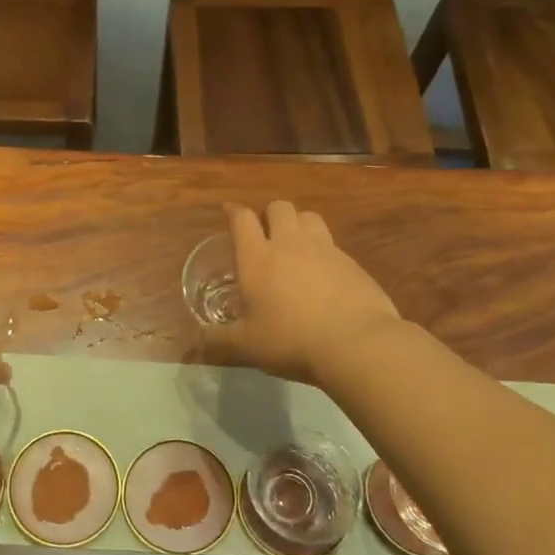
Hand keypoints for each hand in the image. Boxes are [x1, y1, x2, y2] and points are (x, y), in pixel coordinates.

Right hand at [203, 201, 404, 386]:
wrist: (356, 344)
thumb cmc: (290, 341)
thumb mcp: (246, 347)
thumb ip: (218, 341)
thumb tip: (198, 342)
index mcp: (257, 258)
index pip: (242, 219)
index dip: (234, 212)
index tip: (230, 213)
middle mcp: (290, 244)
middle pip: (279, 207)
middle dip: (270, 215)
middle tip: (266, 235)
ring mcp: (325, 249)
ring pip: (309, 217)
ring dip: (299, 225)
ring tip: (296, 247)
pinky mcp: (352, 263)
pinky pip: (333, 244)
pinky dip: (324, 251)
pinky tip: (324, 275)